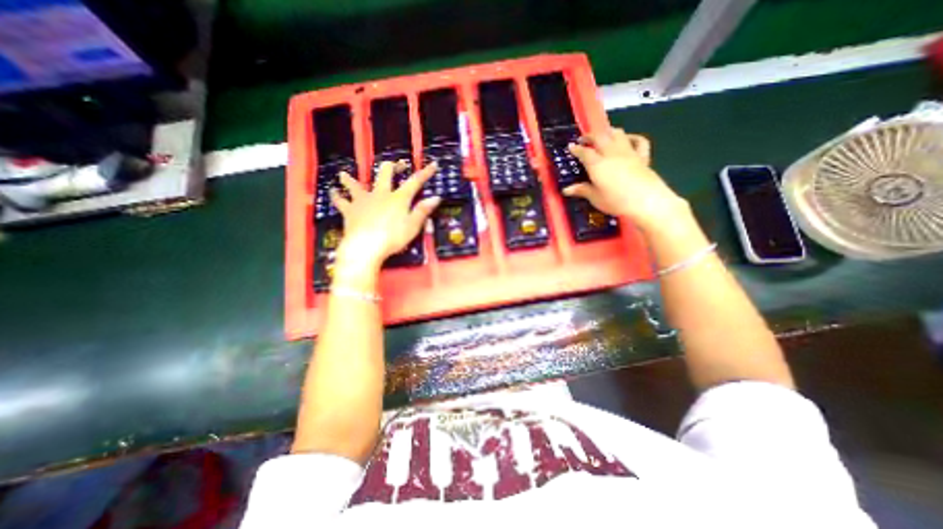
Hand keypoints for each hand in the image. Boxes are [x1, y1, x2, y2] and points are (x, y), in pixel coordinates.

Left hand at [329, 161, 439, 274]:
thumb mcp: (413, 226)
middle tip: (393, 165)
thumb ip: (423, 211)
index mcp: (398, 198)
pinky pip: (340, 201)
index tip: (433, 164)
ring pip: (355, 185)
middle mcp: (380, 194)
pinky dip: (336, 196)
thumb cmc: (393, 237)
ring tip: (343, 174)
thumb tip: (436, 197)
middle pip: (384, 174)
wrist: (366, 247)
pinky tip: (332, 191)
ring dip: (351, 179)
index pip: (415, 182)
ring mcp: (363, 200)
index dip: (425, 173)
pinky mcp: (349, 210)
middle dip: (390, 167)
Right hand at [563, 129, 690, 228]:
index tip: (571, 146)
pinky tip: (628, 139)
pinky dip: (632, 137)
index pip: (584, 152)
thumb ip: (582, 190)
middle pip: (600, 137)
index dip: (576, 148)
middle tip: (583, 138)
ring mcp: (629, 153)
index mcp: (597, 164)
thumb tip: (566, 189)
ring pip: (617, 134)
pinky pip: (639, 141)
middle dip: (590, 135)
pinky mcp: (643, 156)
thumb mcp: (596, 198)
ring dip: (608, 132)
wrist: (647, 201)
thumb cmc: (617, 201)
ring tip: (602, 136)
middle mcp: (612, 153)